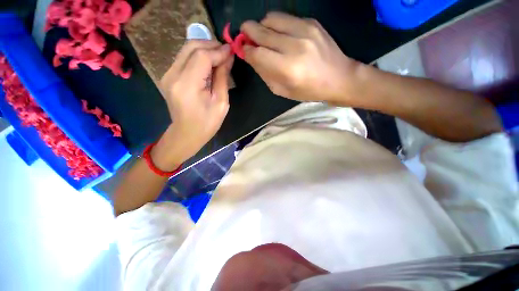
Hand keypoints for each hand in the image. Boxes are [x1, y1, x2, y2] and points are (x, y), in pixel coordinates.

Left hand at [153, 40, 233, 169]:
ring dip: (204, 49)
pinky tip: (209, 63)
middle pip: (191, 47)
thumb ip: (223, 78)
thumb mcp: (221, 103)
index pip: (202, 56)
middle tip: (226, 51)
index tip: (231, 51)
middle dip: (211, 45)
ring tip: (220, 56)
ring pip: (186, 50)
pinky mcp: (168, 76)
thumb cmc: (207, 123)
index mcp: (187, 85)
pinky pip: (184, 58)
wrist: (187, 133)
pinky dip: (198, 56)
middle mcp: (173, 75)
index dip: (218, 51)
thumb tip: (228, 58)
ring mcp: (167, 74)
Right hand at [241, 12, 361, 102]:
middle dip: (248, 32)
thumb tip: (252, 56)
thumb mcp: (282, 91)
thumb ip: (265, 73)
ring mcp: (305, 30)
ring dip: (262, 26)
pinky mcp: (312, 22)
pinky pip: (286, 18)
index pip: (257, 53)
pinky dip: (278, 25)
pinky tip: (280, 35)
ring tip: (263, 35)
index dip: (246, 50)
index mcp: (287, 69)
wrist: (338, 78)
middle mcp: (294, 46)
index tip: (242, 50)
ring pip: (272, 18)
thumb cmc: (308, 91)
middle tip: (245, 36)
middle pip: (262, 31)